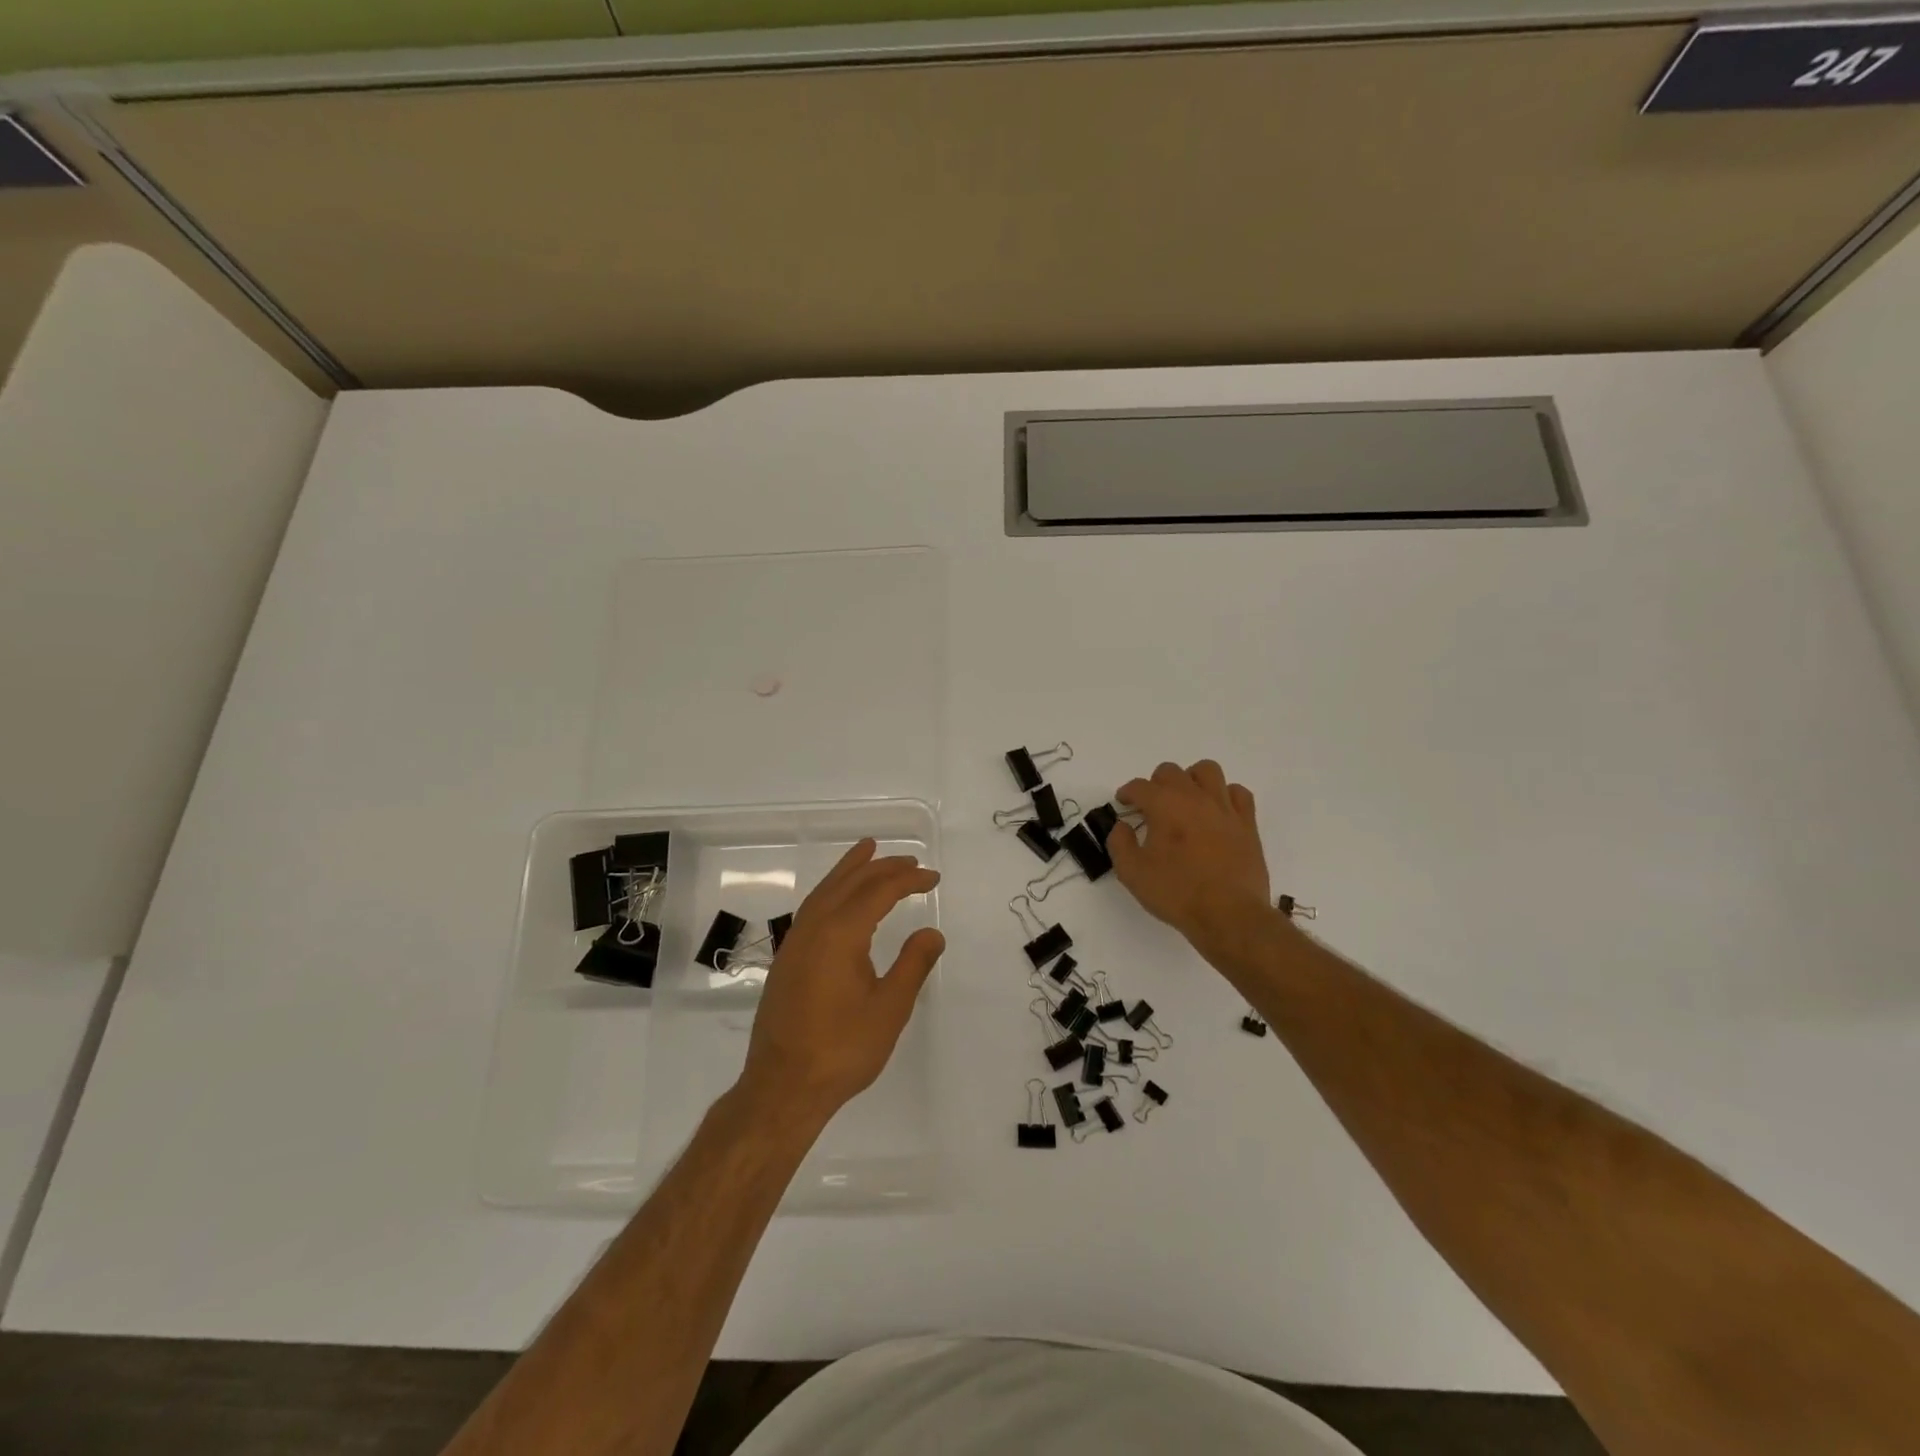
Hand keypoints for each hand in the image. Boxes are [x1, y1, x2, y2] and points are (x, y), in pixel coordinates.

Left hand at [738, 839, 943, 1125]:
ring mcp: (796, 942)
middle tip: (909, 860)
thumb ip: (913, 964)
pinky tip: (838, 899)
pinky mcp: (787, 959)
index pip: (879, 891)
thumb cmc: (842, 1049)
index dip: (908, 880)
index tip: (932, 878)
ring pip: (825, 891)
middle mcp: (814, 927)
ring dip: (849, 870)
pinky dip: (831, 890)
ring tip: (867, 851)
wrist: (782, 1087)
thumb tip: (932, 932)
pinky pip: (812, 907)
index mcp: (841, 933)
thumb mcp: (890, 1008)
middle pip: (850, 882)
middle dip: (881, 867)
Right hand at [1108, 760, 1275, 964]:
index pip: (1139, 786)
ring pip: (1207, 770)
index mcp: (1164, 806)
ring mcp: (1224, 808)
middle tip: (1152, 807)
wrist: (1229, 915)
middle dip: (1156, 784)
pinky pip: (1238, 793)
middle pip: (1171, 772)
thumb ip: (1119, 843)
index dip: (1127, 793)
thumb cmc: (1176, 893)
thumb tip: (1122, 826)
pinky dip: (1225, 795)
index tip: (1124, 804)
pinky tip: (1217, 811)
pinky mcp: (1247, 823)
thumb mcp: (1132, 873)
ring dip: (1191, 780)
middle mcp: (1194, 797)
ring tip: (1186, 800)